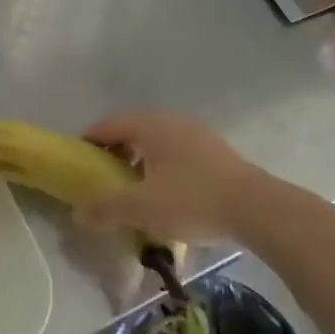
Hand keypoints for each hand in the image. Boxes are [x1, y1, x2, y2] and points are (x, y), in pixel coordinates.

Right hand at [74, 111, 258, 243]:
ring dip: (141, 161)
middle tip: (104, 178)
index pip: (109, 125)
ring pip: (158, 142)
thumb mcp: (141, 208)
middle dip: (115, 153)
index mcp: (151, 126)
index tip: (78, 162)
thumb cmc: (191, 200)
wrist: (256, 208)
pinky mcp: (217, 151)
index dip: (90, 142)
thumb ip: (106, 208)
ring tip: (135, 188)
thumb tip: (78, 212)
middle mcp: (173, 121)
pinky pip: (178, 152)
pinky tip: (167, 192)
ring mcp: (199, 133)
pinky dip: (164, 166)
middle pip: (134, 131)